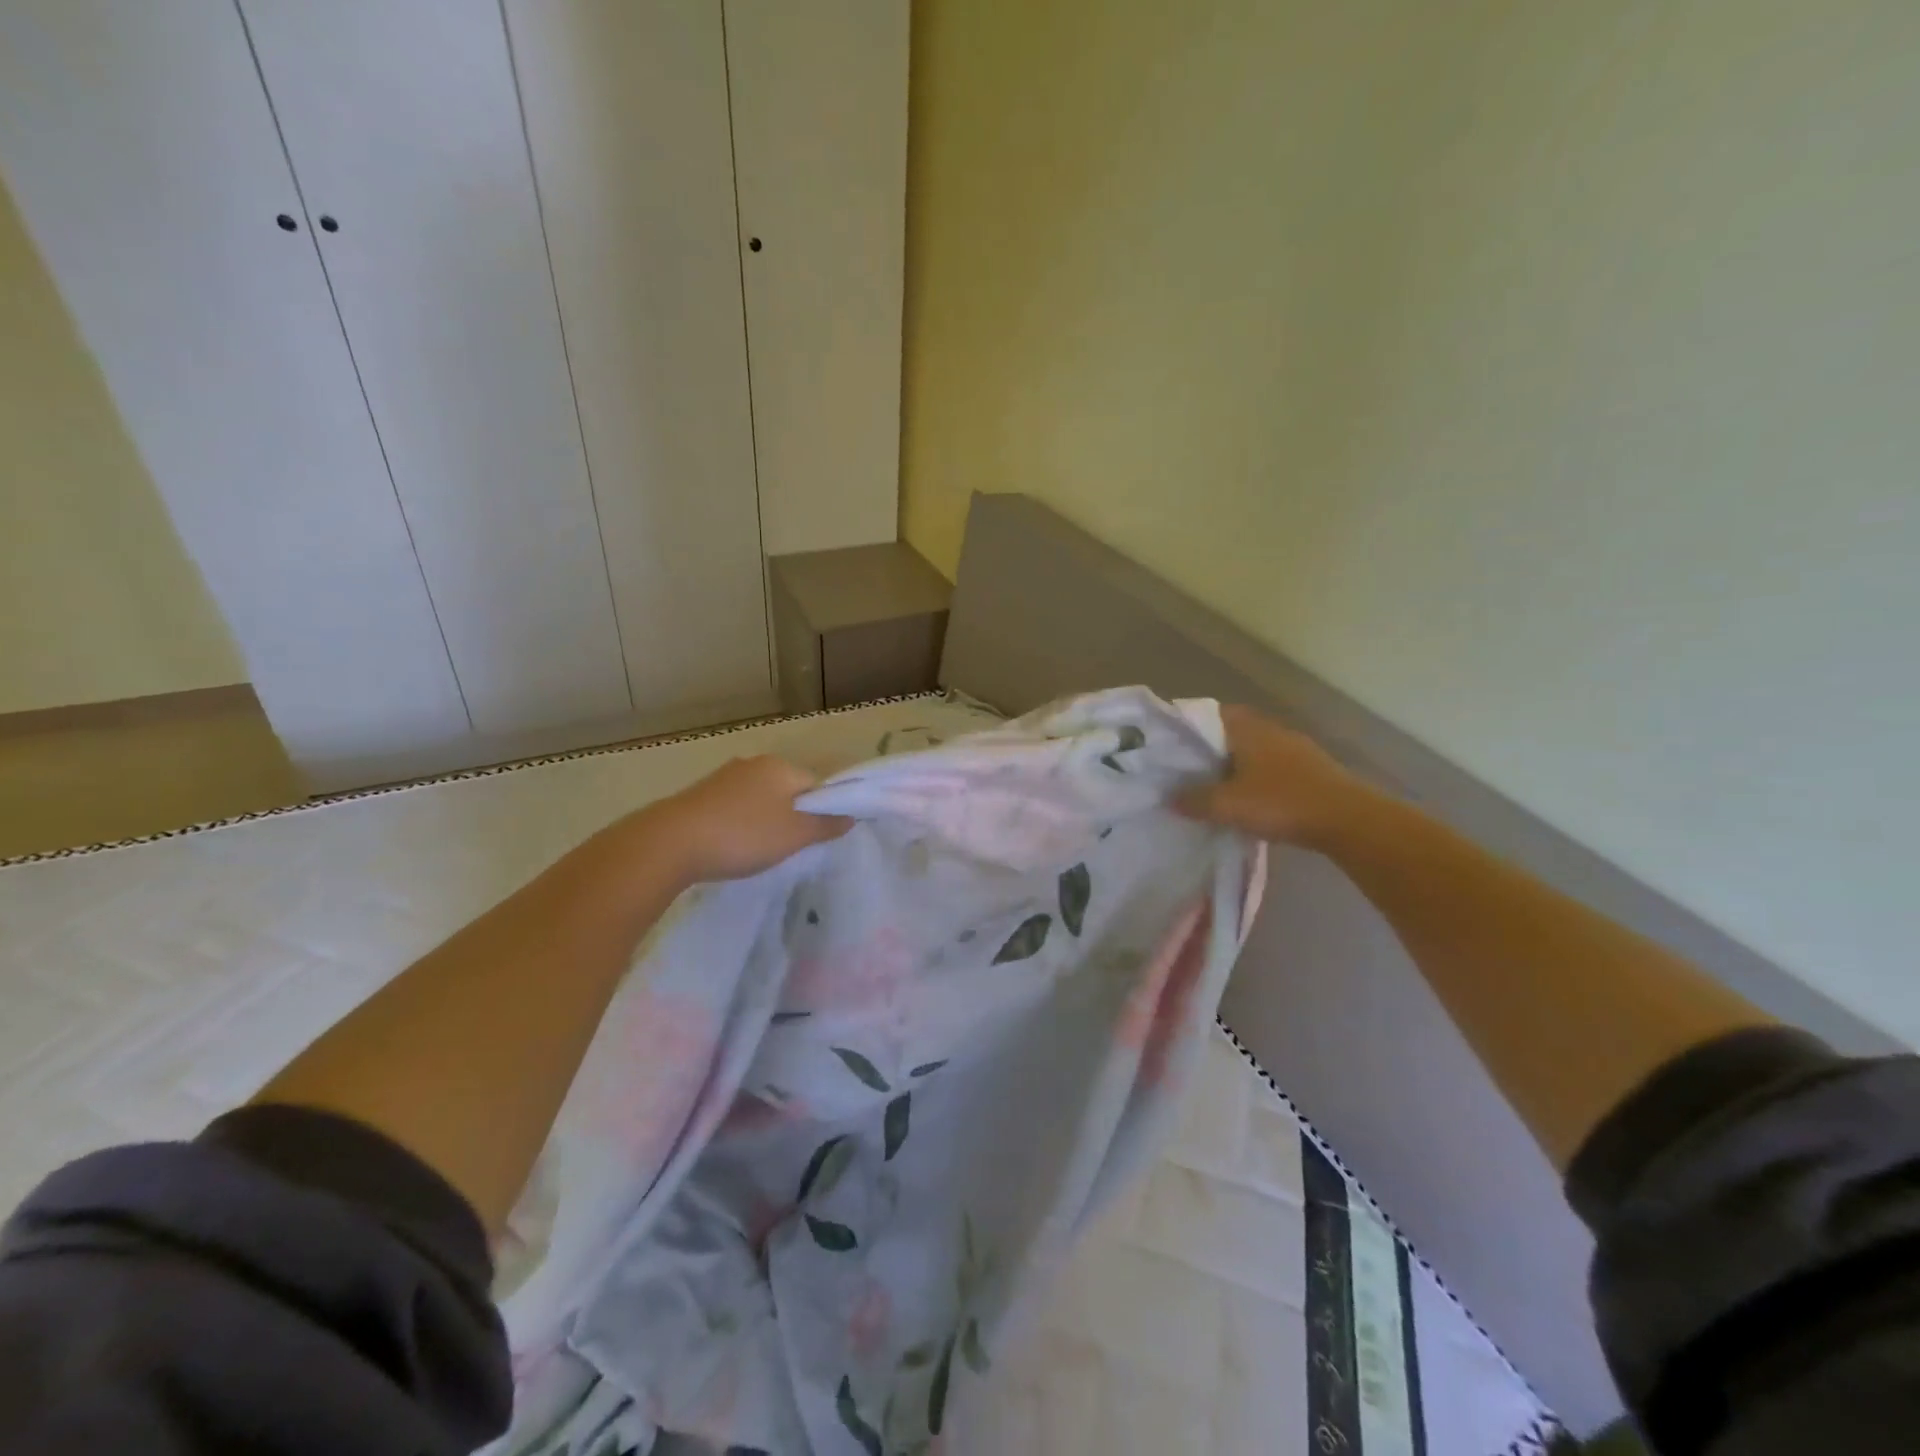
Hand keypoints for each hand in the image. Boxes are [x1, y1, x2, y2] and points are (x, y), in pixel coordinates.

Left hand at [643, 755, 851, 883]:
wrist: (670, 843)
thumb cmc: (743, 835)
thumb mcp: (795, 835)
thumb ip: (826, 825)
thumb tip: (851, 816)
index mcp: (780, 766)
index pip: (816, 785)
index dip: (822, 811)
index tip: (815, 839)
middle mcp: (752, 764)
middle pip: (787, 791)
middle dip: (792, 817)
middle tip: (789, 849)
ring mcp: (722, 778)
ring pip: (759, 800)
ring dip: (764, 823)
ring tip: (758, 852)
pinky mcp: (699, 796)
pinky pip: (734, 809)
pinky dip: (739, 826)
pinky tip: (732, 847)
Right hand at [1176, 705, 1377, 847]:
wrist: (1349, 820)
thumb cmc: (1282, 802)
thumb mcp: (1228, 805)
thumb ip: (1195, 800)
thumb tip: (1170, 798)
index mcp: (1248, 728)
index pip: (1211, 713)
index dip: (1190, 726)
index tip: (1172, 745)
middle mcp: (1272, 730)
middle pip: (1232, 732)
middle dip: (1212, 750)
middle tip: (1188, 771)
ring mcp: (1297, 749)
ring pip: (1255, 751)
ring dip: (1237, 766)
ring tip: (1216, 789)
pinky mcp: (1313, 770)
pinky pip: (1274, 769)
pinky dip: (1258, 780)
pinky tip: (1251, 802)